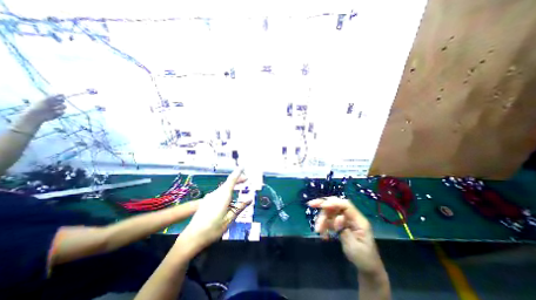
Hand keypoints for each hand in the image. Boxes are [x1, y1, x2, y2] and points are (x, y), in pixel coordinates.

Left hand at [24, 93, 66, 121]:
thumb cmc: (39, 106)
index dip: (60, 96)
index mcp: (49, 99)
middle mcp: (53, 103)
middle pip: (62, 101)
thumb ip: (54, 96)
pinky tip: (54, 112)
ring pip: (64, 106)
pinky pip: (63, 111)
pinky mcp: (59, 113)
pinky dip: (59, 112)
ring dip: (60, 107)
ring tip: (54, 108)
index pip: (58, 96)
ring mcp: (57, 108)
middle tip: (54, 103)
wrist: (38, 114)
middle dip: (60, 102)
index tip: (61, 96)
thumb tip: (62, 93)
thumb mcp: (46, 100)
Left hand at [180, 170, 251, 249]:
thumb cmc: (212, 230)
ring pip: (223, 187)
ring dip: (232, 185)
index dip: (238, 173)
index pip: (231, 180)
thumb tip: (250, 199)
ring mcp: (210, 197)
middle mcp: (216, 194)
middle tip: (246, 179)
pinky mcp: (206, 201)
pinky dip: (226, 190)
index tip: (243, 166)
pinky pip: (219, 192)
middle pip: (228, 183)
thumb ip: (239, 208)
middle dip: (237, 179)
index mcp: (222, 197)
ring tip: (239, 187)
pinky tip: (229, 196)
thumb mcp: (229, 220)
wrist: (191, 238)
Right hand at [308, 197, 382, 273]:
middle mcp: (351, 217)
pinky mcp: (340, 224)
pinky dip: (323, 224)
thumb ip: (344, 230)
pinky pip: (329, 220)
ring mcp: (345, 220)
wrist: (366, 268)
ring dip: (322, 219)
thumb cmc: (363, 258)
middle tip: (310, 205)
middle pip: (336, 204)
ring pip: (330, 212)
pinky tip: (322, 234)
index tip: (321, 206)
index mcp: (358, 220)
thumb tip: (337, 217)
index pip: (345, 205)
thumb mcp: (354, 246)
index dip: (333, 203)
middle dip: (323, 204)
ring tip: (318, 230)